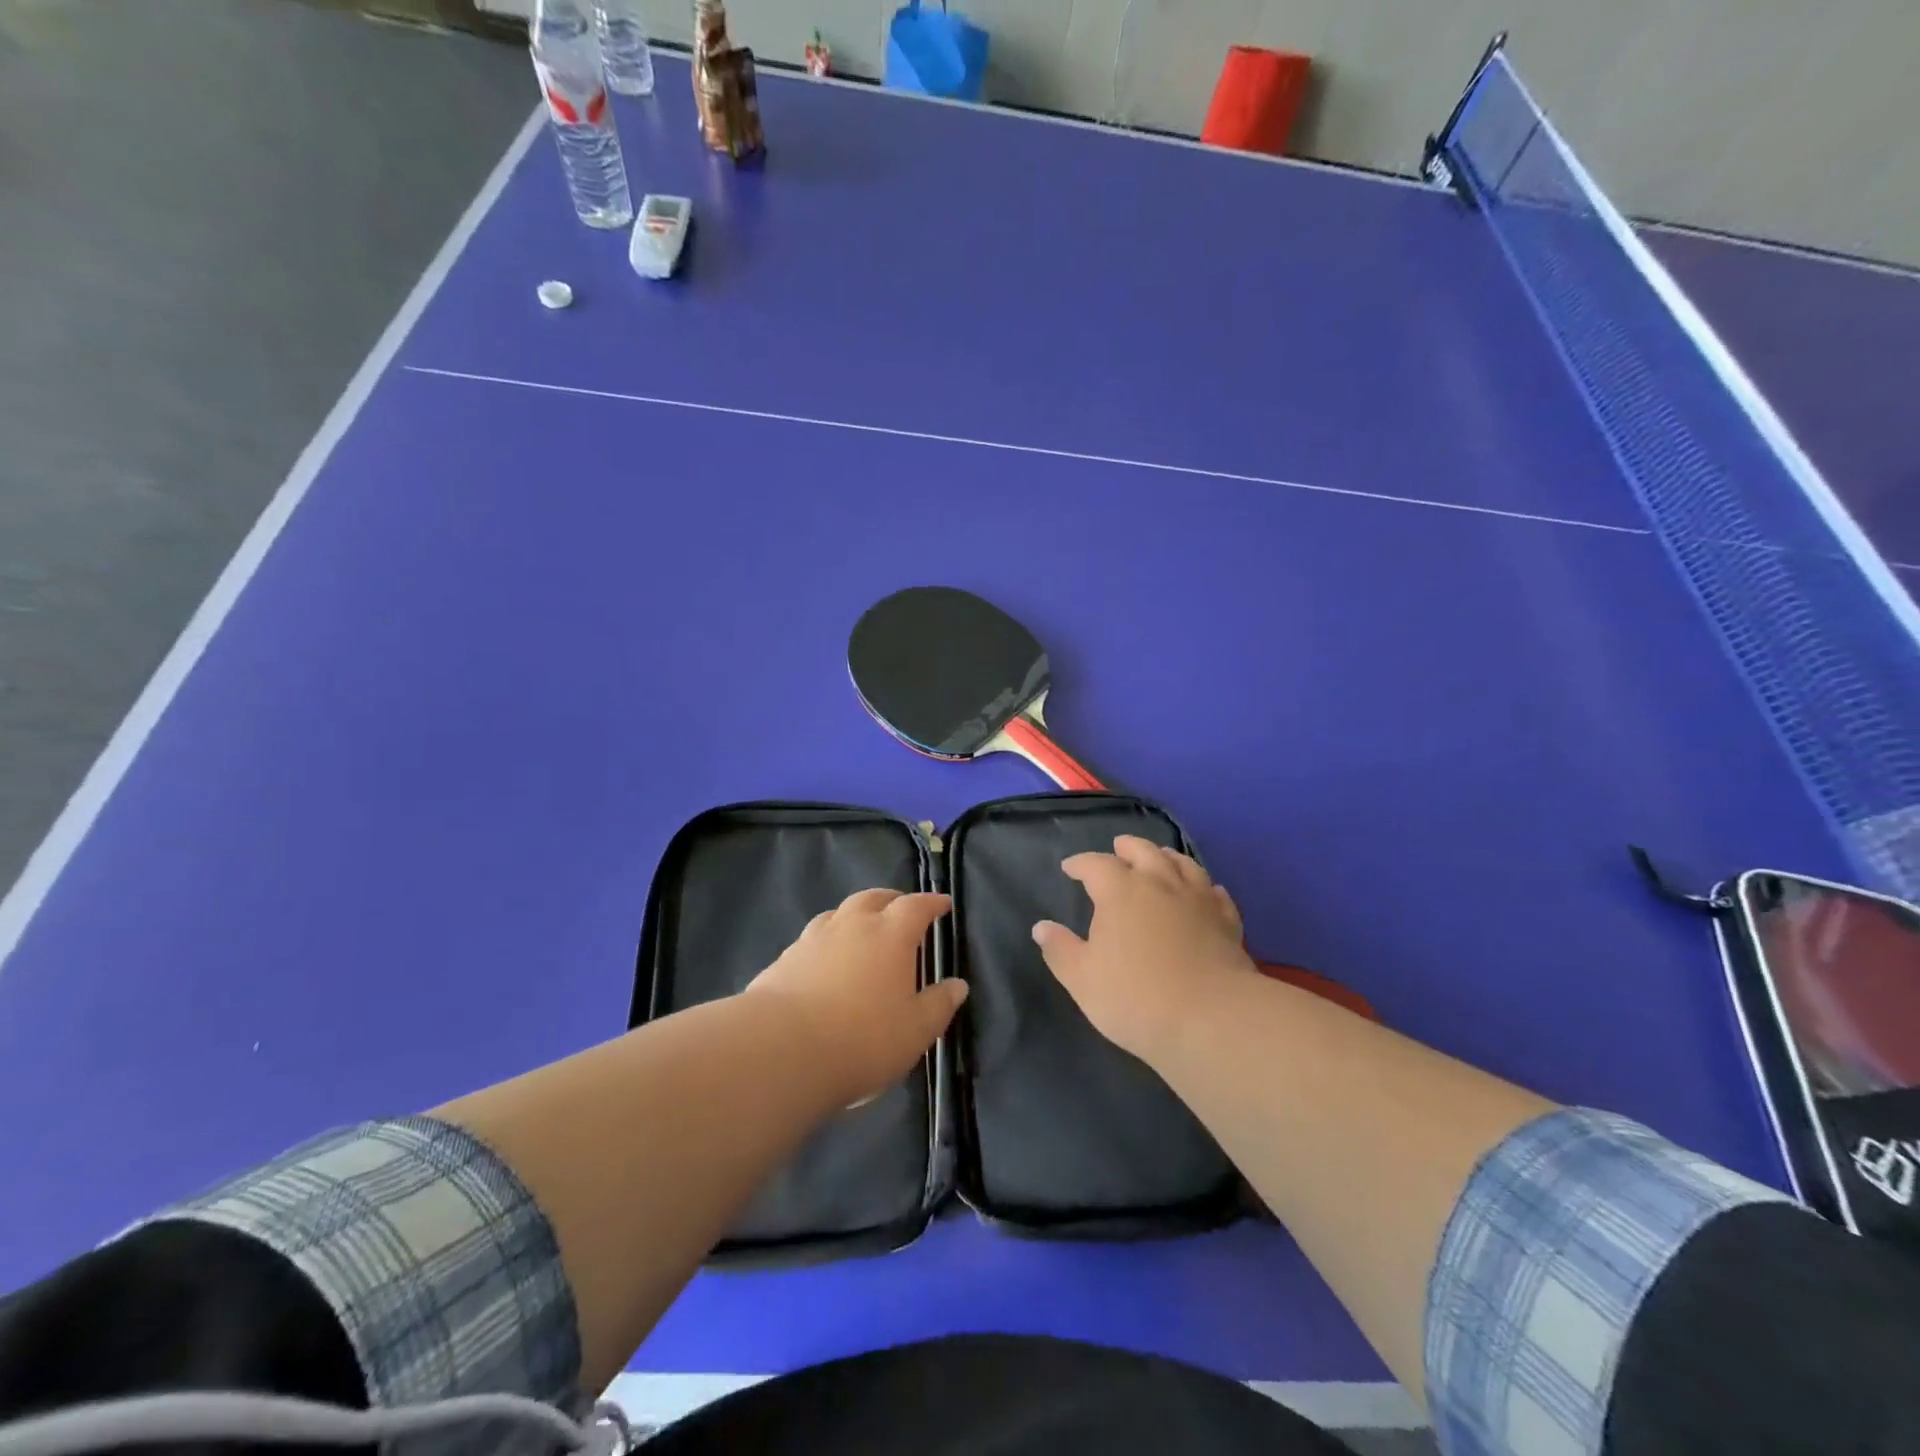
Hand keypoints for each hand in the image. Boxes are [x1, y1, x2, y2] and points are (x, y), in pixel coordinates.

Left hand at [747, 888, 967, 1107]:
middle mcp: (852, 925)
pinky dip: (826, 942)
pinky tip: (824, 962)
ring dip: (854, 916)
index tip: (942, 904)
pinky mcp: (784, 959)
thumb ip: (939, 1005)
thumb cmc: (862, 1038)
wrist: (781, 1049)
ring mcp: (813, 939)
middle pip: (873, 898)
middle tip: (901, 908)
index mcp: (890, 934)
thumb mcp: (915, 1031)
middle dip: (891, 900)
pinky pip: (812, 939)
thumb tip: (957, 984)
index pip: (916, 906)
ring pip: (838, 913)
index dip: (931, 902)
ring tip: (861, 930)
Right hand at [1032, 835, 1257, 1065]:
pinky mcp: (1227, 921)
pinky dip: (1206, 886)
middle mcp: (1160, 884)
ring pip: (1183, 864)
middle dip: (1127, 847)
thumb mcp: (1082, 979)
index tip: (1070, 868)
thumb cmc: (1136, 998)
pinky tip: (1206, 891)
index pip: (1096, 864)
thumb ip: (1060, 950)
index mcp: (1121, 892)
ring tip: (1159, 858)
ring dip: (1166, 857)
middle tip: (1118, 848)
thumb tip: (1041, 927)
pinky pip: (1216, 893)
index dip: (1080, 863)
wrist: (1211, 1020)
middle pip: (1143, 851)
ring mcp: (1198, 900)